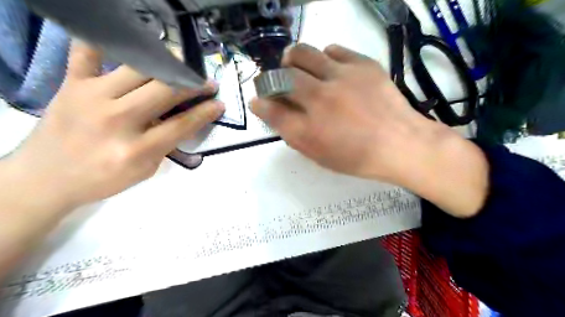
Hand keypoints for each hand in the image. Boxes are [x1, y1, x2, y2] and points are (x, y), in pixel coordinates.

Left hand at [7, 42, 224, 209]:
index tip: (219, 103)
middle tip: (206, 82)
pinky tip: (128, 40)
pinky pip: (88, 53)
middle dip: (192, 84)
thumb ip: (166, 144)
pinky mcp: (70, 84)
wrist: (46, 178)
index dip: (206, 111)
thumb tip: (185, 119)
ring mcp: (91, 97)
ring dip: (166, 64)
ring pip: (139, 69)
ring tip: (181, 64)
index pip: (183, 124)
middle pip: (166, 91)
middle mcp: (117, 120)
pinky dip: (106, 42)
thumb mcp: (145, 170)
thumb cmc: (103, 179)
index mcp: (137, 149)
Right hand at [249, 43, 487, 217]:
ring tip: (299, 68)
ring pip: (304, 53)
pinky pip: (333, 49)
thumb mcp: (319, 154)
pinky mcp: (362, 65)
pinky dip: (325, 57)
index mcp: (308, 128)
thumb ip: (292, 132)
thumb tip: (270, 110)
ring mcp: (342, 77)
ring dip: (294, 59)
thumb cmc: (357, 157)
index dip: (261, 102)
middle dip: (273, 77)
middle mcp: (319, 98)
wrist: (400, 144)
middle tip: (280, 82)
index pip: (271, 108)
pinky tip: (330, 69)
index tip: (260, 100)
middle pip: (282, 74)